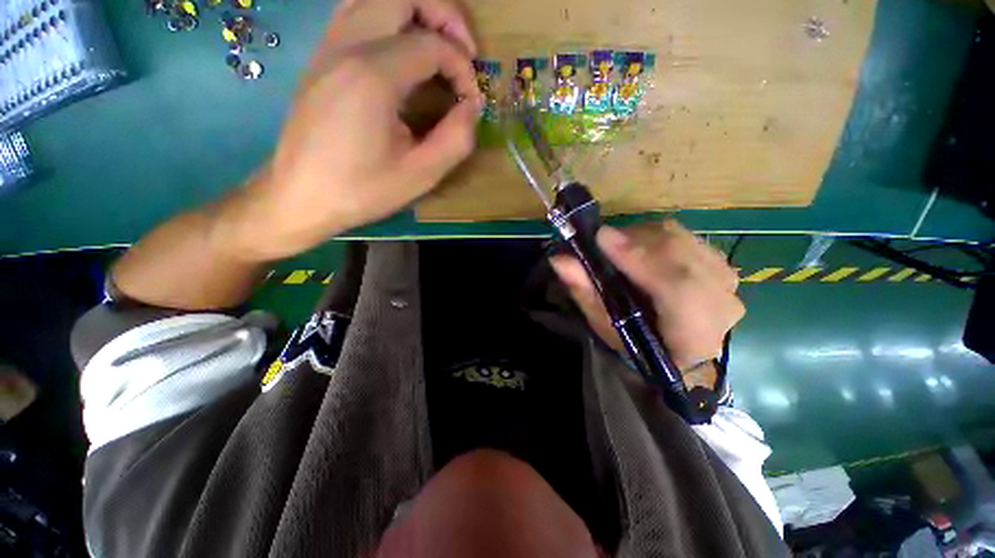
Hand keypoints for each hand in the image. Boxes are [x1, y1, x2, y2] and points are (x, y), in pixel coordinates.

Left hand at [222, 0, 482, 261]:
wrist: (300, 196)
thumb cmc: (361, 190)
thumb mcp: (420, 175)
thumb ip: (456, 139)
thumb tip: (472, 106)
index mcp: (373, 75)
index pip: (432, 44)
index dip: (462, 67)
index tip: (471, 100)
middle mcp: (346, 45)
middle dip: (444, 13)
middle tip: (464, 50)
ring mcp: (328, 46)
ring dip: (416, 11)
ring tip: (438, 47)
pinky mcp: (321, 57)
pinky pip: (357, 13)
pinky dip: (389, 19)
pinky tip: (403, 52)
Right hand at [549, 221, 743, 372]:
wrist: (676, 349)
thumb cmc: (636, 343)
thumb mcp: (604, 325)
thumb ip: (584, 291)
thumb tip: (560, 259)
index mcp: (693, 335)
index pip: (677, 289)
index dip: (639, 259)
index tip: (602, 238)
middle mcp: (721, 304)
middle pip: (679, 255)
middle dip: (634, 242)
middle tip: (601, 240)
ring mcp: (725, 280)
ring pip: (681, 239)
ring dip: (642, 237)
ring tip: (617, 246)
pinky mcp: (720, 262)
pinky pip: (685, 235)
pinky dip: (655, 235)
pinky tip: (638, 247)